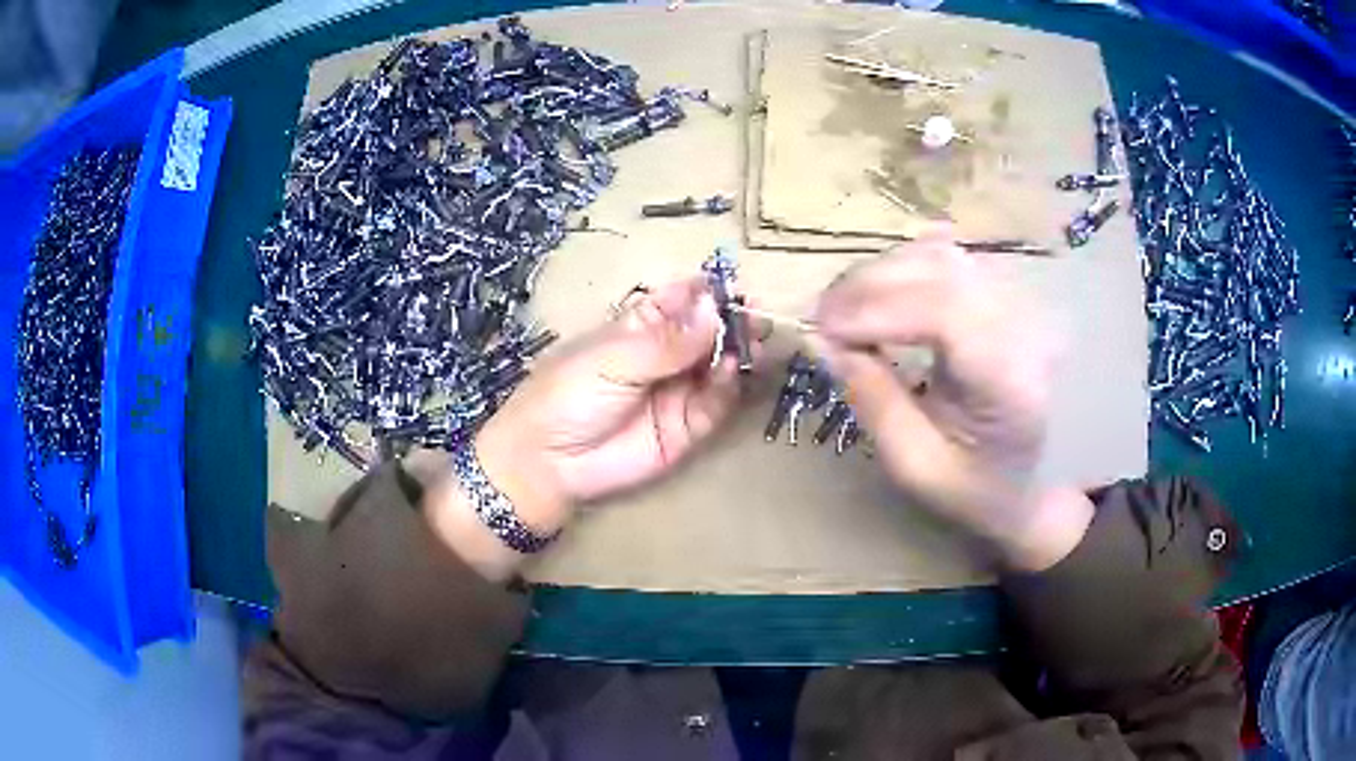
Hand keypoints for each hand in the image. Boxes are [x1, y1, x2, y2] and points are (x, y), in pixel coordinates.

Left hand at [473, 278, 744, 534]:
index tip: (733, 284)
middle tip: (754, 314)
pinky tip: (730, 370)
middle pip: (709, 331)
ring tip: (751, 340)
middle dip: (732, 320)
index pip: (681, 299)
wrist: (549, 461)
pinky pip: (717, 402)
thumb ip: (667, 340)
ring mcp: (679, 390)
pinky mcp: (689, 427)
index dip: (707, 290)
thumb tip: (714, 309)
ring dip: (738, 351)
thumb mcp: (613, 358)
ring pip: (719, 365)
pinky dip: (728, 385)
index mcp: (640, 326)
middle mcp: (666, 355)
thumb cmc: (567, 394)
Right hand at [813, 235, 1092, 570]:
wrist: (1046, 481)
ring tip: (847, 310)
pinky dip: (906, 269)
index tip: (822, 331)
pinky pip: (952, 259)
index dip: (875, 309)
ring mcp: (1024, 300)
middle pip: (939, 270)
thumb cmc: (983, 489)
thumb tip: (824, 343)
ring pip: (941, 255)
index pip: (944, 312)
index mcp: (1013, 379)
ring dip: (883, 274)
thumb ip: (874, 403)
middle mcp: (1027, 324)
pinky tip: (885, 295)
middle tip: (822, 320)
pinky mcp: (1012, 292)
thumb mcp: (919, 467)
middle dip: (867, 287)